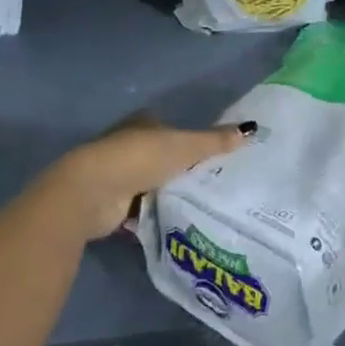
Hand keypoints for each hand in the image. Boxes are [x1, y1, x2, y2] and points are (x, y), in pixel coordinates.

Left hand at [46, 111, 252, 240]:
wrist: (92, 192)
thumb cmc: (139, 157)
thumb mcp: (185, 146)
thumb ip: (216, 141)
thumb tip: (252, 129)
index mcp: (143, 123)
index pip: (170, 127)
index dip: (188, 139)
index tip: (210, 155)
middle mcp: (128, 144)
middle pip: (160, 156)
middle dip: (179, 168)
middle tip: (210, 183)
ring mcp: (118, 175)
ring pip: (150, 183)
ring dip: (166, 192)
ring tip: (198, 205)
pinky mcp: (112, 204)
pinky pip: (140, 208)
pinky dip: (153, 214)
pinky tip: (174, 223)